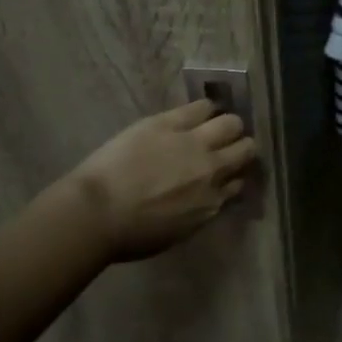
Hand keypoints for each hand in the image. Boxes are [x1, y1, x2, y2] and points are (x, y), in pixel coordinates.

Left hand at [63, 100, 258, 261]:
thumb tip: (207, 197)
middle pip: (245, 149)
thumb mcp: (177, 232)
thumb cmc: (130, 235)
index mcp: (212, 202)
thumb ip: (199, 211)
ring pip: (230, 123)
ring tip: (215, 125)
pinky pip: (201, 107)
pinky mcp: (170, 123)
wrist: (96, 213)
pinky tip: (201, 111)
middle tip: (227, 147)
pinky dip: (205, 109)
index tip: (227, 175)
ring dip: (227, 126)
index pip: (238, 183)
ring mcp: (193, 143)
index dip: (234, 176)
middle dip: (240, 147)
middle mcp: (212, 170)